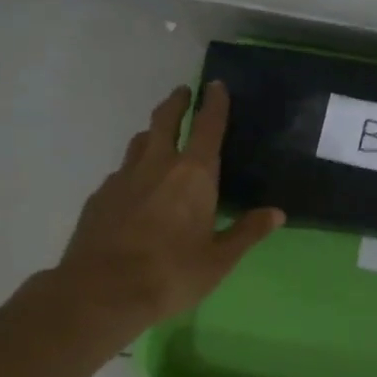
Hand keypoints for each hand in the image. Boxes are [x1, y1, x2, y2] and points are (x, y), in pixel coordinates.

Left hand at [38, 82, 283, 345]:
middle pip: (165, 121)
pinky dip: (133, 168)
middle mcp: (157, 165)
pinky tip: (135, 187)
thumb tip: (277, 213)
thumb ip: (247, 232)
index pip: (207, 127)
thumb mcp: (219, 260)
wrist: (101, 292)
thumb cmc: (171, 274)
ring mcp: (123, 178)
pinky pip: (121, 171)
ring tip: (159, 136)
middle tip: (183, 93)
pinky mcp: (100, 196)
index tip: (215, 84)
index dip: (214, 103)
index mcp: (193, 175)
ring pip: (139, 142)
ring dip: (152, 132)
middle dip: (176, 103)